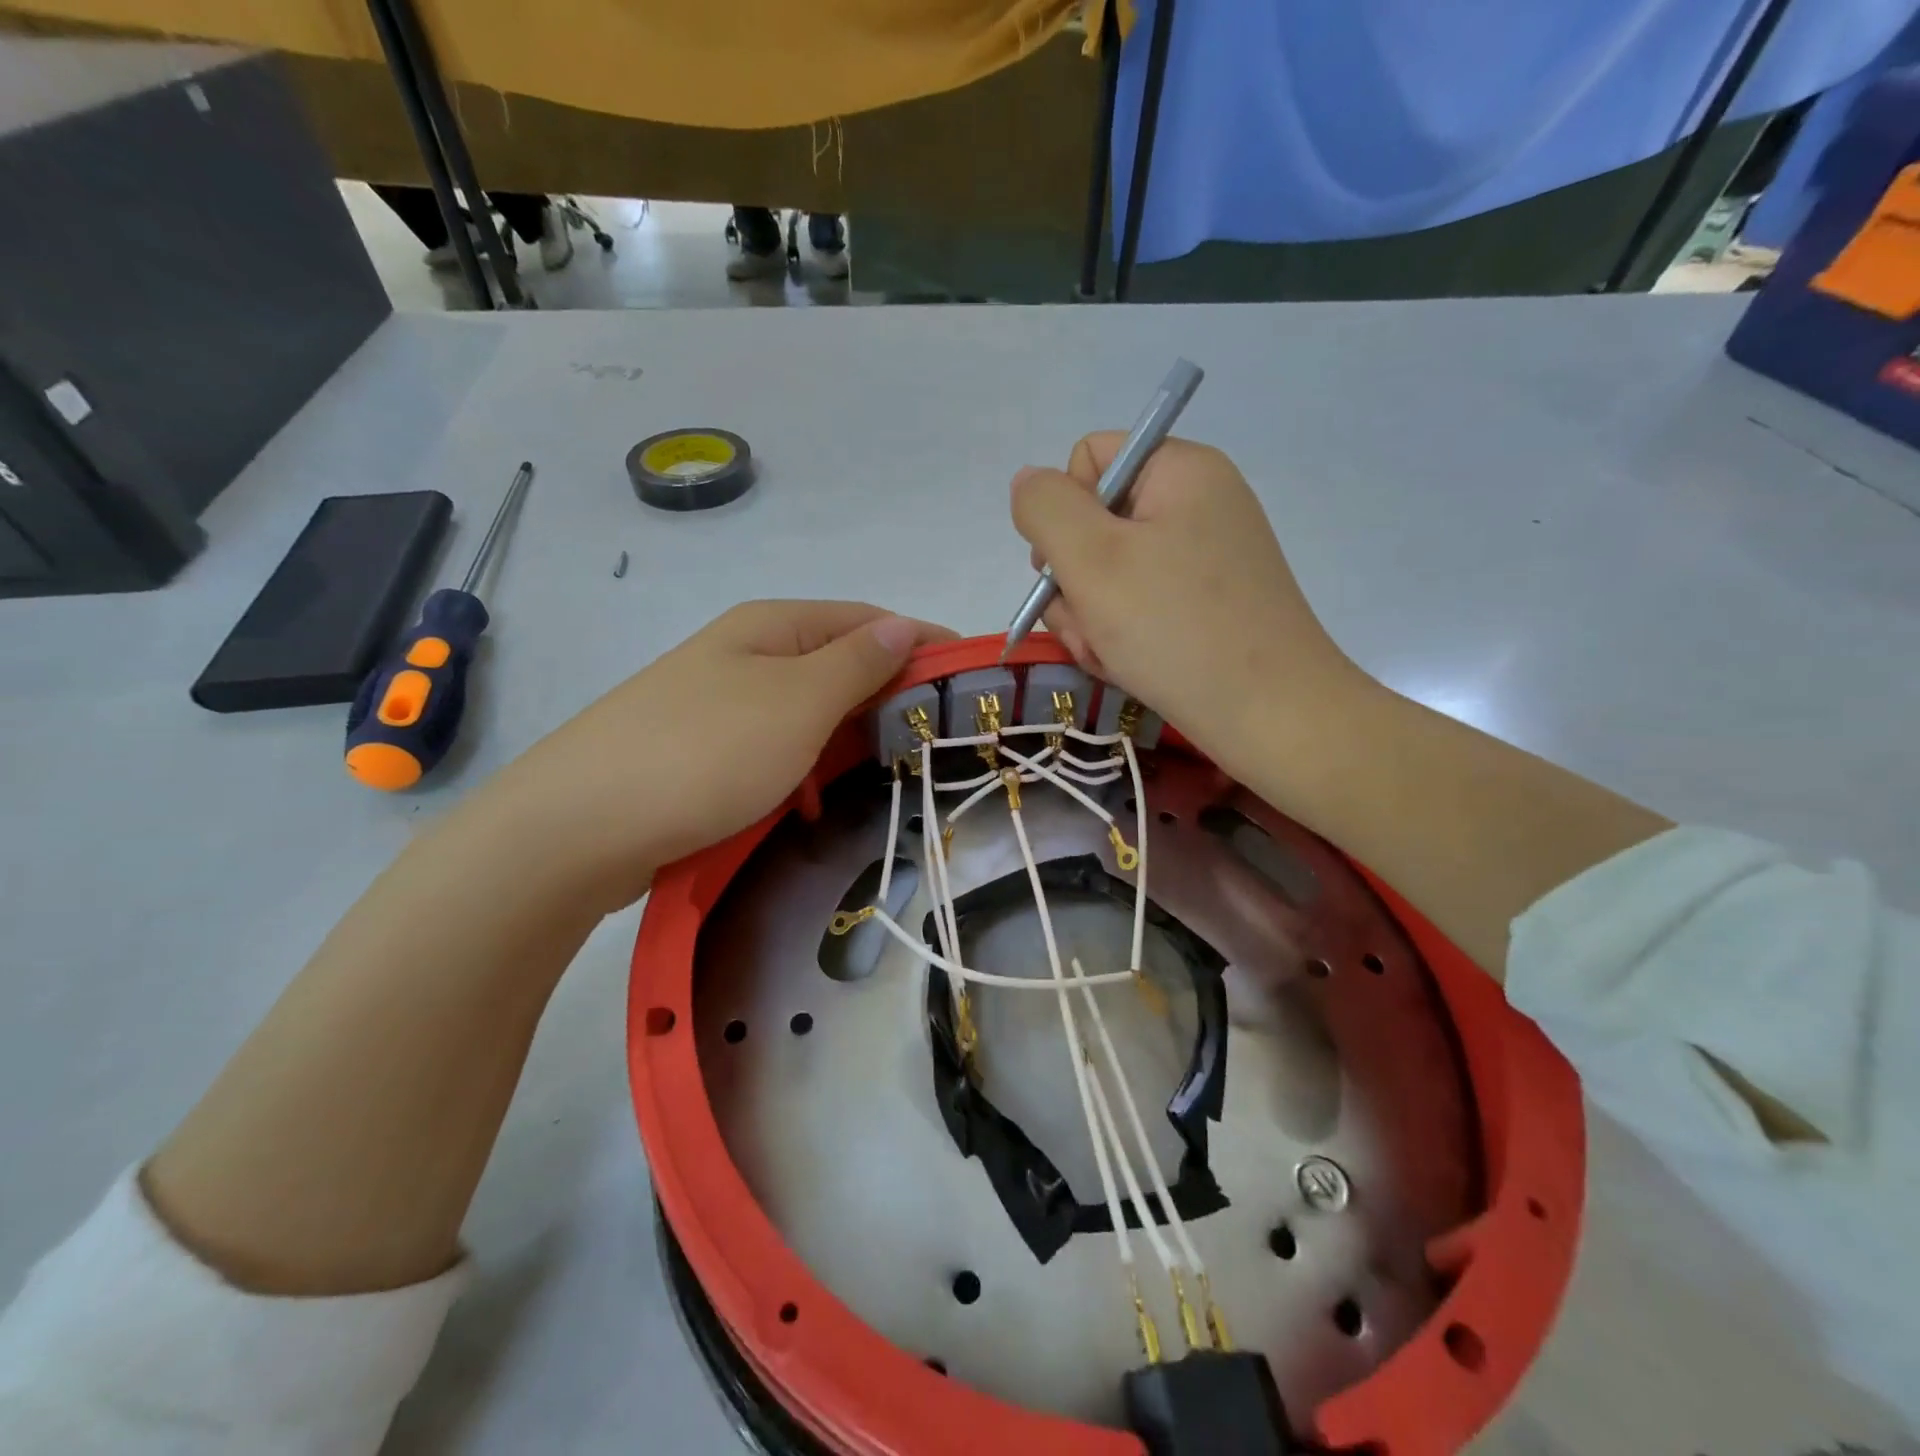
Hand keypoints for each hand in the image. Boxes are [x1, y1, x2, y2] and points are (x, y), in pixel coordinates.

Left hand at [484, 601, 952, 910]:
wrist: (579, 826)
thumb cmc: (706, 752)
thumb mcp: (797, 701)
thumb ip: (856, 662)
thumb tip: (901, 624)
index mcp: (772, 626)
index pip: (869, 620)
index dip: (923, 643)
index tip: (971, 679)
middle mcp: (746, 653)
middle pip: (839, 663)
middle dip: (889, 695)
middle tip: (937, 736)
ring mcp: (720, 702)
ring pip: (809, 711)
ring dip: (847, 737)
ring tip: (883, 773)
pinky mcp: (703, 750)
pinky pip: (776, 748)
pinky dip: (804, 768)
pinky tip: (810, 803)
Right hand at [1010, 433, 1363, 772]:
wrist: (1270, 716)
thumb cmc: (1175, 628)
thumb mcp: (1092, 559)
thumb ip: (1046, 508)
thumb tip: (1027, 482)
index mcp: (1180, 470)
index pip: (1089, 460)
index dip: (1064, 512)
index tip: (1072, 566)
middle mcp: (1196, 505)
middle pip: (1094, 525)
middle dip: (1074, 581)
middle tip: (1089, 625)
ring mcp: (1204, 560)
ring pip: (1109, 576)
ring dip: (1092, 618)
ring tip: (1110, 654)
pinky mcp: (1207, 606)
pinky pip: (1139, 607)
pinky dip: (1122, 637)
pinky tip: (1129, 666)